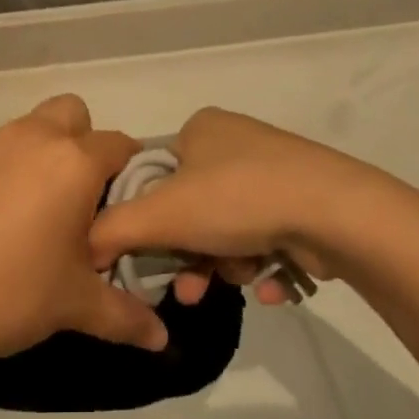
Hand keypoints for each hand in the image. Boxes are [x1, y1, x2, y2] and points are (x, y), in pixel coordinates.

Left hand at [0, 95, 167, 373]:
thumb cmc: (13, 296)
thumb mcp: (77, 306)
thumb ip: (127, 316)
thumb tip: (162, 339)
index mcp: (73, 163)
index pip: (119, 144)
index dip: (128, 169)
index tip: (122, 202)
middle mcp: (31, 138)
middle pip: (71, 113)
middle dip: (81, 142)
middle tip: (74, 197)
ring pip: (25, 129)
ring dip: (36, 155)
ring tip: (25, 212)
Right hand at [89, 108, 392, 306]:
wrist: (335, 212)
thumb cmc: (237, 200)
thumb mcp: (162, 214)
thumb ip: (113, 229)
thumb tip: (83, 246)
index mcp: (200, 129)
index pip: (154, 176)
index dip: (146, 221)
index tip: (150, 258)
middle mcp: (235, 141)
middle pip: (191, 208)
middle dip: (189, 255)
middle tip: (188, 289)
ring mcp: (273, 170)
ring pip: (227, 228)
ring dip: (224, 264)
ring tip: (237, 282)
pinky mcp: (303, 200)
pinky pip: (264, 236)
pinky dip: (261, 263)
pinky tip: (271, 284)